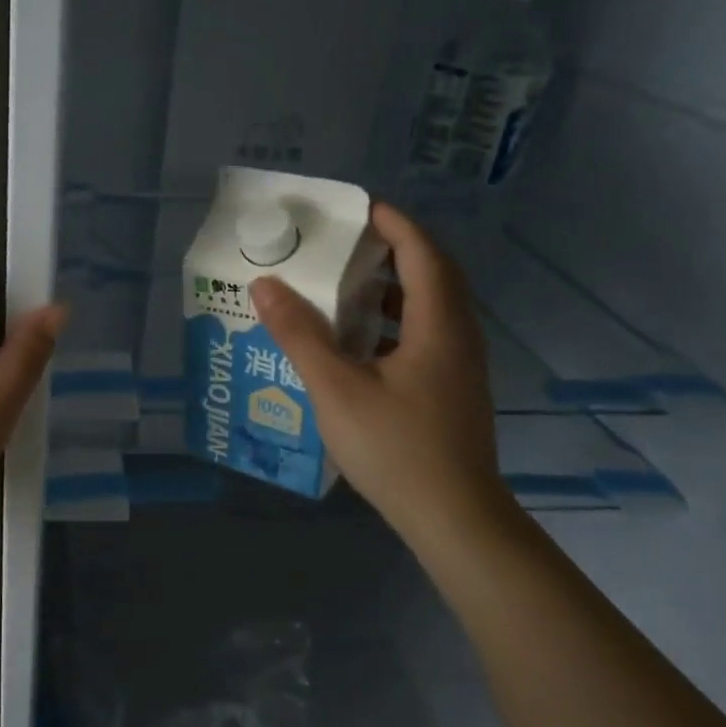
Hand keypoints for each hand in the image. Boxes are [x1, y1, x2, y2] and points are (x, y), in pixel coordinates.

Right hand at [249, 201, 515, 556]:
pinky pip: (426, 336)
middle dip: (393, 251)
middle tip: (346, 243)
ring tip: (345, 286)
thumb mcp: (336, 389)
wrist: (454, 518)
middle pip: (433, 276)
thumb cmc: (396, 448)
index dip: (394, 224)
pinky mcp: (452, 391)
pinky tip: (359, 343)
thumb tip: (265, 285)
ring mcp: (460, 367)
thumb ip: (299, 335)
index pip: (422, 253)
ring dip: (392, 289)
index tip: (359, 208)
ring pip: (430, 309)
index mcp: (438, 325)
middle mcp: (458, 337)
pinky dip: (394, 323)